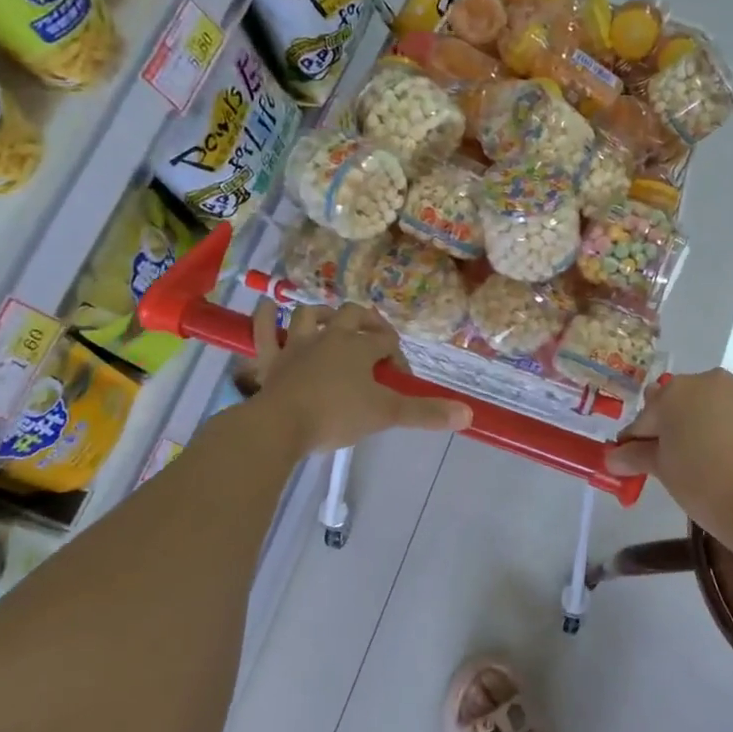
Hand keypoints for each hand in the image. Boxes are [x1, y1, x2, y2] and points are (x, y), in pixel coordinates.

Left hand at [246, 300, 472, 453]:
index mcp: (359, 346)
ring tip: (331, 322)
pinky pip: (263, 330)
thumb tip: (469, 415)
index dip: (398, 359)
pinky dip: (265, 317)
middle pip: (354, 316)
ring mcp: (296, 345)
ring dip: (322, 314)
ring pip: (309, 316)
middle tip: (376, 341)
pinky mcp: (270, 359)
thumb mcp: (386, 414)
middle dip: (369, 324)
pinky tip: (267, 306)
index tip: (400, 383)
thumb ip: (426, 413)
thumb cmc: (336, 415)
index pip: (387, 342)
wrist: (280, 425)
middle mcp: (329, 336)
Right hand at [606, 369, 732, 539]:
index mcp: (673, 392)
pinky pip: (732, 415)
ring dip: (697, 426)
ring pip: (706, 407)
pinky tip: (725, 458)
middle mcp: (706, 381)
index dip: (634, 443)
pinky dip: (723, 430)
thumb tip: (613, 457)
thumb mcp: (662, 470)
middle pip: (676, 404)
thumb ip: (636, 456)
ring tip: (699, 462)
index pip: (644, 418)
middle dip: (668, 428)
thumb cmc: (703, 483)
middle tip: (667, 463)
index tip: (631, 464)